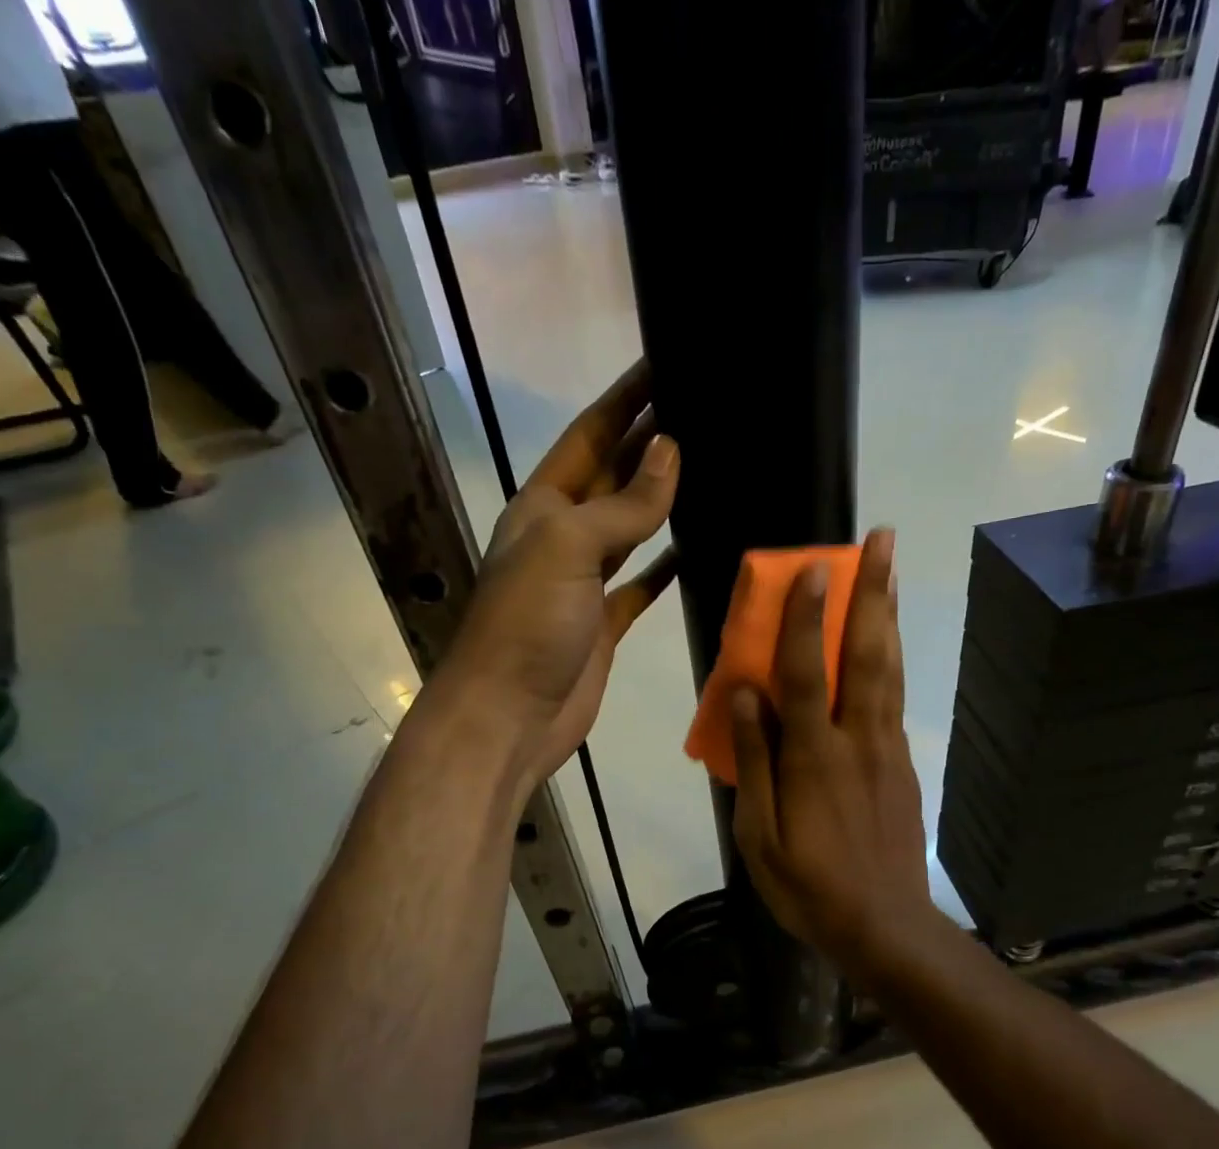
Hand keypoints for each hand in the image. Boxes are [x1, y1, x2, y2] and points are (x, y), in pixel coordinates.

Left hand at [436, 360, 678, 796]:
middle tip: (702, 408)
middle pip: (611, 476)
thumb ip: (622, 503)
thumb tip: (669, 451)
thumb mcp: (567, 547)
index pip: (588, 435)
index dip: (625, 400)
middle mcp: (562, 536)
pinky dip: (664, 566)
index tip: (665, 363)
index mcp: (542, 506)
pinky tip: (693, 549)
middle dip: (649, 443)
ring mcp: (584, 583)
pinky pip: (639, 584)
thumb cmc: (528, 624)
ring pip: (629, 529)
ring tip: (710, 468)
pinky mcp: (604, 624)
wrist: (509, 716)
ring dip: (661, 500)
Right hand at [731, 528, 939, 966]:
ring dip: (889, 615)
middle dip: (873, 593)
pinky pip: (895, 699)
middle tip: (882, 540)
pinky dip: (892, 658)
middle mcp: (856, 740)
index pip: (807, 673)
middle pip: (867, 655)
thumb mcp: (759, 836)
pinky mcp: (902, 764)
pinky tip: (888, 640)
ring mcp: (887, 750)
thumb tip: (745, 696)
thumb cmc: (809, 885)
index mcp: (813, 758)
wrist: (884, 925)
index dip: (807, 619)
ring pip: (889, 670)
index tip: (813, 568)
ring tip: (892, 569)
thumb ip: (756, 762)